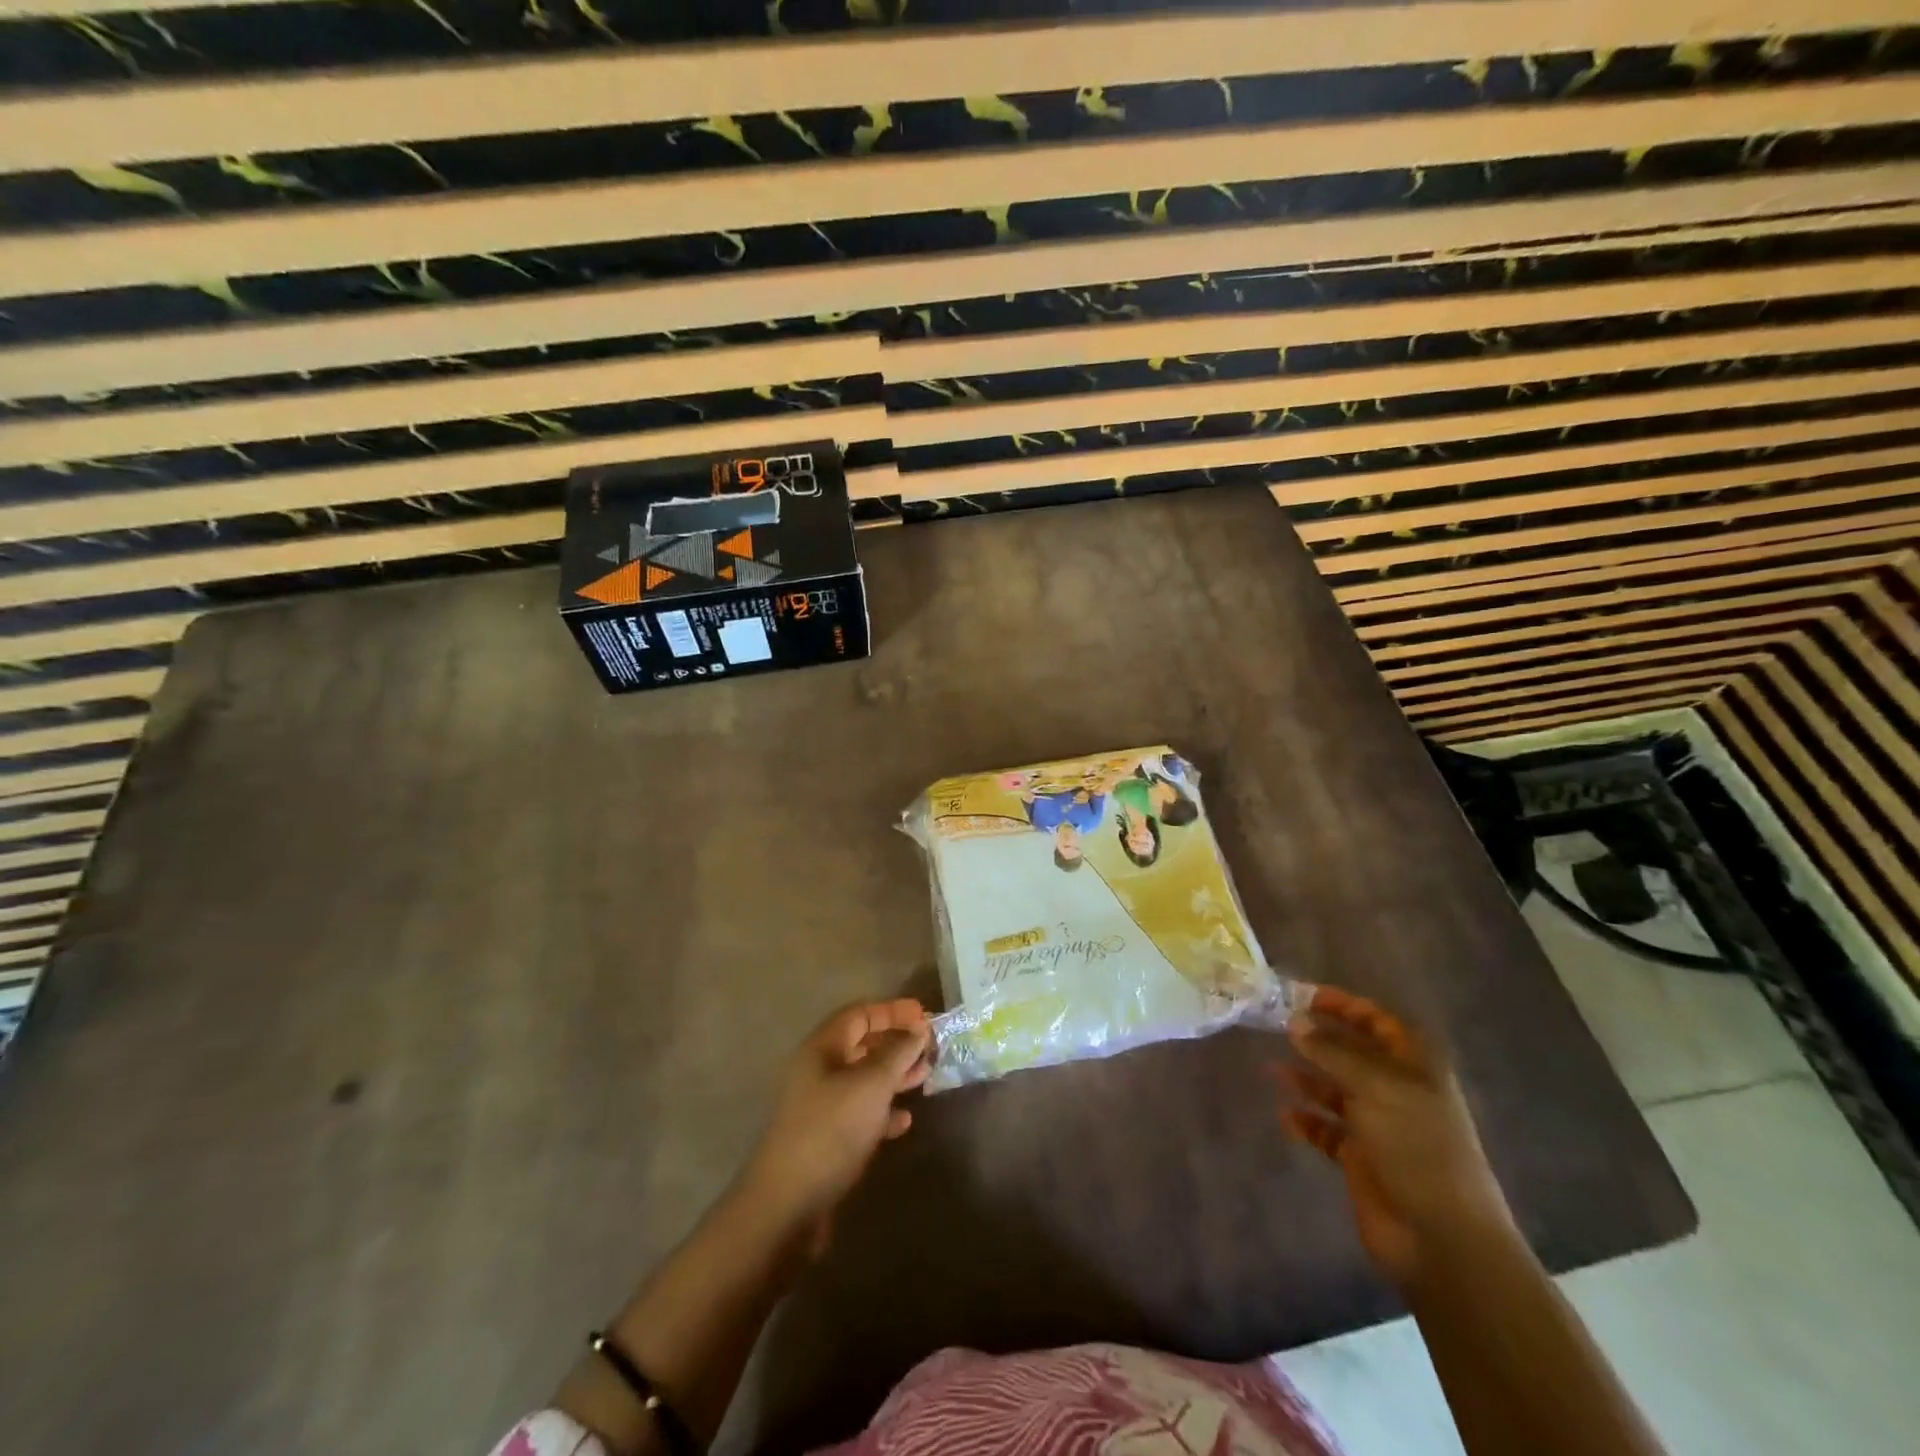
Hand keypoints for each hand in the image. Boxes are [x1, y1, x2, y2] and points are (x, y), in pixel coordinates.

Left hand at [741, 999, 930, 1249]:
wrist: (787, 1204)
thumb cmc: (831, 1130)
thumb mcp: (871, 1084)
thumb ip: (897, 1053)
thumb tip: (917, 1030)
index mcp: (821, 1048)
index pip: (859, 1014)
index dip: (892, 1011)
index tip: (924, 1015)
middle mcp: (817, 1072)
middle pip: (861, 1045)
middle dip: (896, 1043)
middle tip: (930, 1047)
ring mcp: (819, 1106)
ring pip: (863, 1080)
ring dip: (894, 1076)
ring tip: (924, 1078)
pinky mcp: (825, 1139)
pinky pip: (859, 1113)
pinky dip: (883, 1112)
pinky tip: (904, 1121)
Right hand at [1275, 986, 1515, 1288]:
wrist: (1442, 1237)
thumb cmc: (1417, 1147)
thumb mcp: (1375, 1087)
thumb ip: (1332, 1051)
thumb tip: (1295, 1020)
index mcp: (1414, 1068)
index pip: (1378, 1021)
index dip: (1343, 1005)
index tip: (1300, 996)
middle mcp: (1396, 1091)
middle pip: (1353, 1053)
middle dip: (1318, 1039)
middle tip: (1275, 1026)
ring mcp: (1379, 1126)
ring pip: (1335, 1090)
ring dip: (1306, 1078)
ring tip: (1271, 1069)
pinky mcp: (1361, 1158)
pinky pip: (1326, 1130)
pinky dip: (1306, 1121)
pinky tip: (1285, 1117)